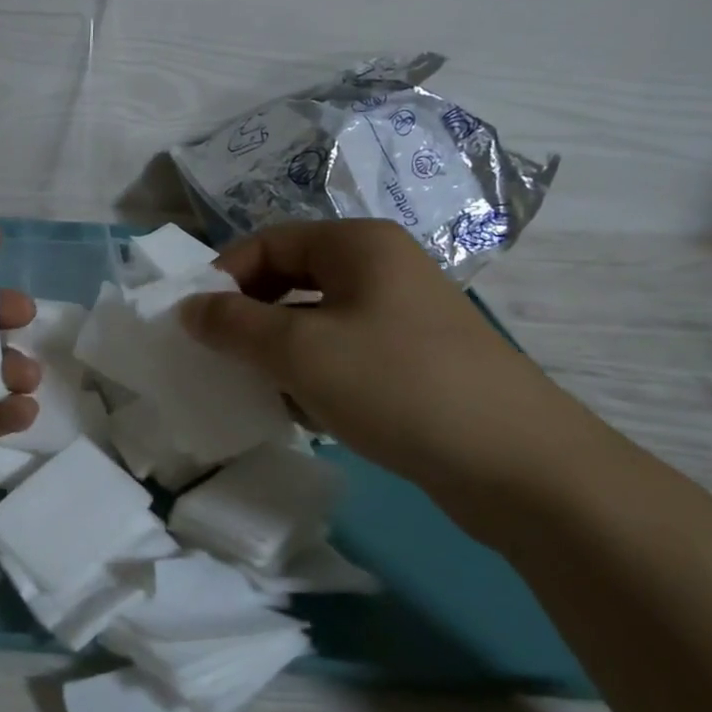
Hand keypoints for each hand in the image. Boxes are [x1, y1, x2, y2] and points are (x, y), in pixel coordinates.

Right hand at [179, 220, 578, 496]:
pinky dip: (313, 374)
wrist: (522, 469)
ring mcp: (403, 316)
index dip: (223, 277)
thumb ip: (232, 324)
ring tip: (257, 388)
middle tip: (222, 356)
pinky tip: (303, 411)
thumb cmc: (396, 385)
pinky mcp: (416, 362)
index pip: (267, 243)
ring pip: (315, 320)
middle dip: (249, 317)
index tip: (195, 323)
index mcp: (357, 244)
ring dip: (278, 350)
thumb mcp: (298, 350)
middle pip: (291, 279)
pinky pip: (344, 353)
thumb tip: (188, 307)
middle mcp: (382, 268)